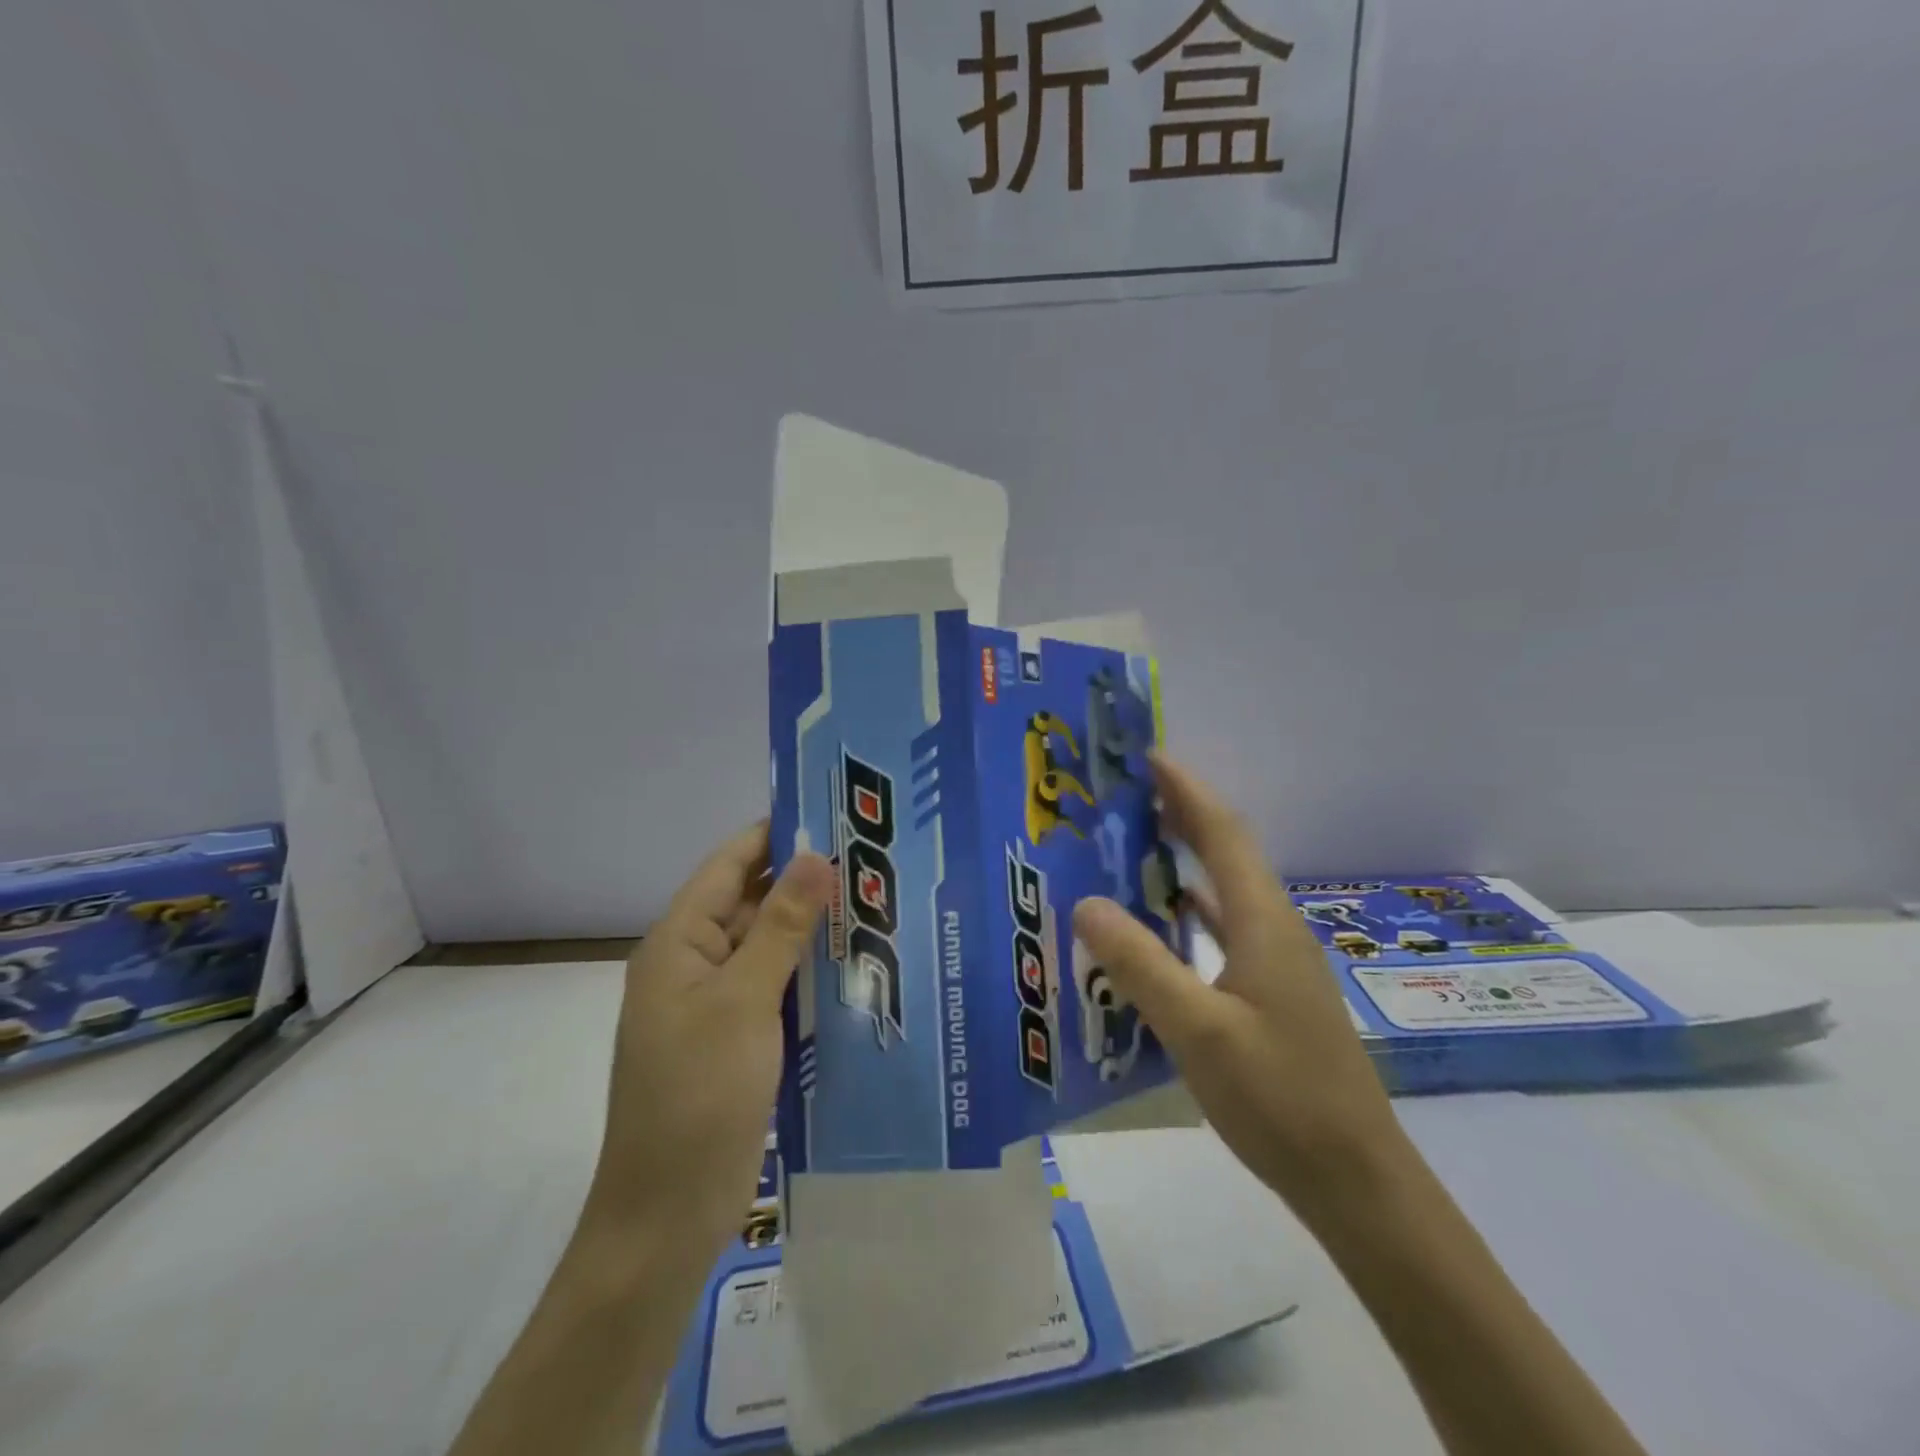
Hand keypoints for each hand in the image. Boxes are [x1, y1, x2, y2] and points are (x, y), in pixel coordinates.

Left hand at [584, 823, 833, 1258]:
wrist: (668, 1215)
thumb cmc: (698, 1097)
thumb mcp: (743, 1001)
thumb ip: (780, 926)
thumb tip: (815, 855)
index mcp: (678, 942)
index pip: (729, 865)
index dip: (775, 834)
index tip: (833, 812)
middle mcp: (694, 964)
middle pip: (751, 903)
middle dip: (805, 881)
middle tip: (873, 860)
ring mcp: (716, 1005)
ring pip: (769, 947)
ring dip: (812, 929)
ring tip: (877, 903)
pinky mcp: (738, 1039)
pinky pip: (777, 988)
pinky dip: (810, 973)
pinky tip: (858, 966)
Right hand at [1073, 754, 1406, 1220]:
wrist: (1354, 1178)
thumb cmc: (1278, 1096)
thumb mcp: (1197, 1029)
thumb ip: (1140, 964)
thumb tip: (1086, 902)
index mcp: (1262, 921)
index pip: (1222, 833)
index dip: (1187, 790)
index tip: (1149, 757)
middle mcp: (1273, 928)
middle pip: (1226, 853)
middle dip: (1182, 815)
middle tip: (1128, 796)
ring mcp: (1277, 962)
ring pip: (1225, 891)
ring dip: (1184, 862)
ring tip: (1132, 848)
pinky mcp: (1272, 993)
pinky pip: (1224, 929)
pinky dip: (1190, 912)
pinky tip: (1162, 925)